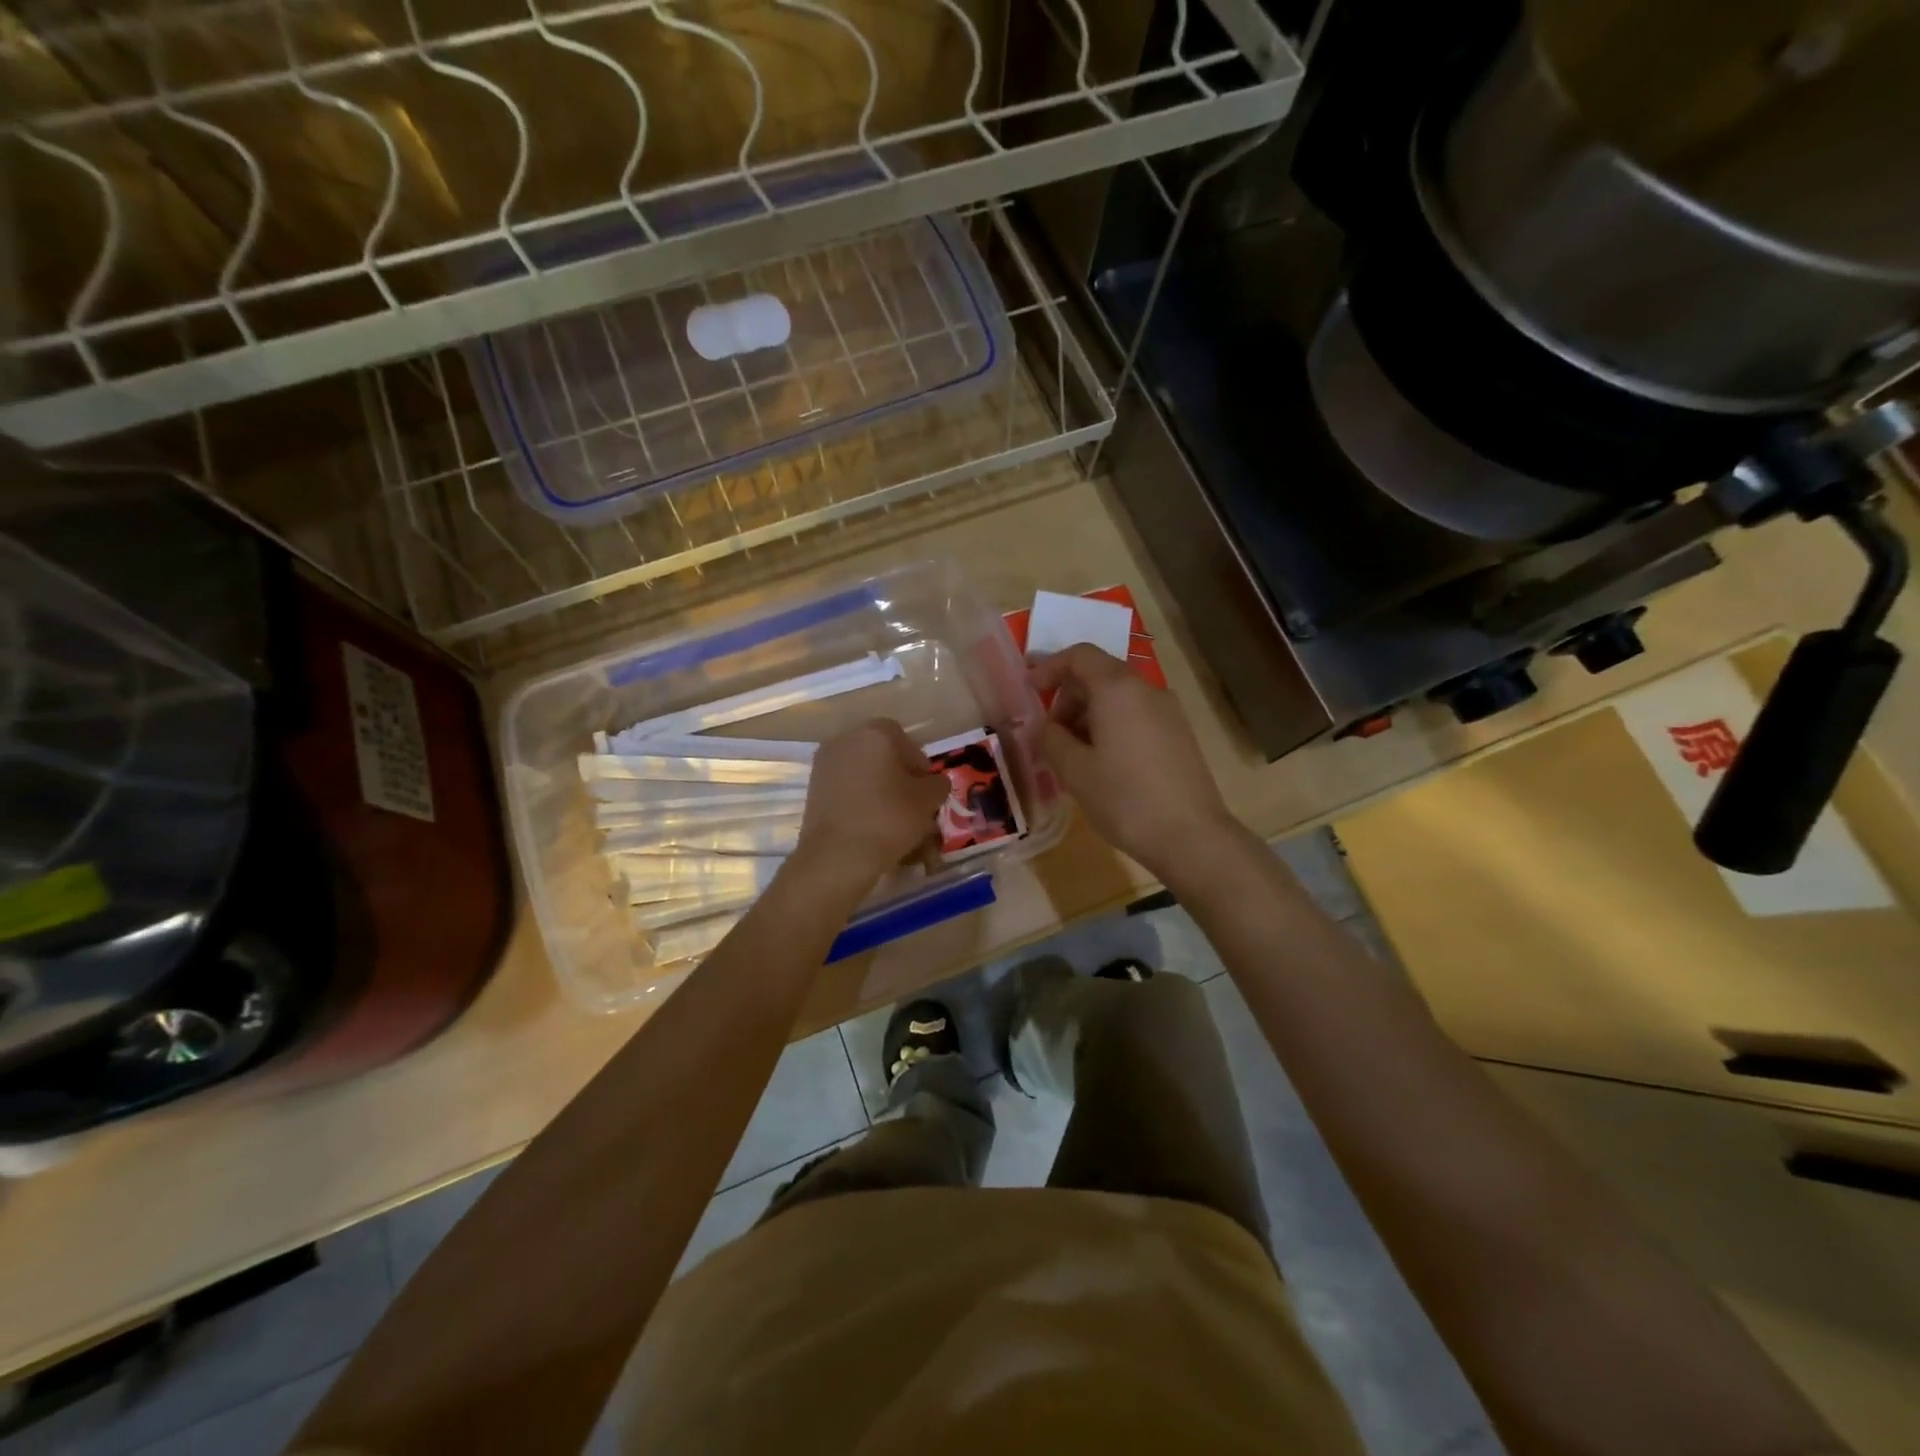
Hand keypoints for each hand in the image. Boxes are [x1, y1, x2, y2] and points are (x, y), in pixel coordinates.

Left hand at [794, 719, 949, 888]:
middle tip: (911, 802)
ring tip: (890, 816)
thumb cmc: (888, 819)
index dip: (919, 763)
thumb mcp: (928, 801)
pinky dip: (858, 799)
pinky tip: (869, 823)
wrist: (837, 855)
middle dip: (897, 774)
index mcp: (875, 733)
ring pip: (861, 770)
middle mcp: (846, 739)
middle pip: (880, 752)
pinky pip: (844, 787)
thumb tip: (934, 782)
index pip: (905, 740)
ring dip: (877, 786)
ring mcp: (825, 763)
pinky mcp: (812, 787)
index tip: (926, 789)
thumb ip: (937, 784)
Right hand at [1031, 645, 1239, 880]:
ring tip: (1073, 754)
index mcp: (1118, 689)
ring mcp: (1168, 712)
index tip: (1029, 691)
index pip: (1079, 655)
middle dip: (1068, 696)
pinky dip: (1111, 726)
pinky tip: (1103, 763)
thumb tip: (1043, 726)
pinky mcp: (1178, 734)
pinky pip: (1136, 715)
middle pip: (1099, 674)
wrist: (1191, 836)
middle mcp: (1146, 690)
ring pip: (1118, 697)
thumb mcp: (1074, 770)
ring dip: (1088, 714)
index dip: (1049, 667)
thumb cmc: (1124, 798)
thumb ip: (1050, 739)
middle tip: (1049, 732)